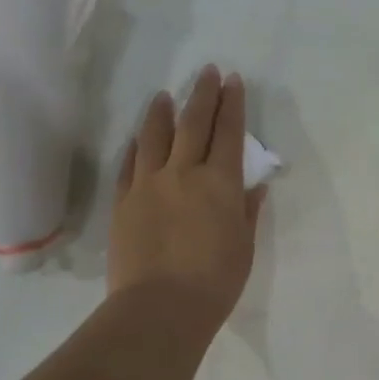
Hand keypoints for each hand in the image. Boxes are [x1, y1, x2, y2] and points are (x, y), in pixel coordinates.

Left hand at [109, 65, 265, 329]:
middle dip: (203, 94)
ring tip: (165, 95)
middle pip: (193, 124)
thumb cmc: (215, 281)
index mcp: (219, 183)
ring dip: (162, 112)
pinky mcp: (123, 202)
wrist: (160, 308)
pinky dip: (136, 147)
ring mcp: (148, 185)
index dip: (232, 104)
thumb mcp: (244, 246)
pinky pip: (129, 165)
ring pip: (155, 137)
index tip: (233, 81)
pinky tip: (138, 137)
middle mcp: (183, 173)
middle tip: (207, 72)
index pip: (228, 133)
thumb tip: (255, 186)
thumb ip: (247, 211)